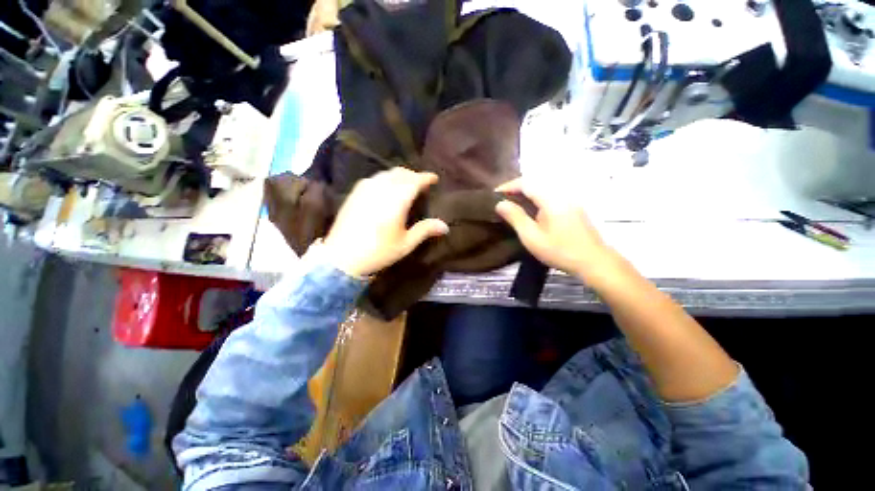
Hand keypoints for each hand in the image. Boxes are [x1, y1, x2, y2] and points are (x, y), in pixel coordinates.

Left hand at [323, 168, 448, 276]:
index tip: (434, 178)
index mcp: (396, 200)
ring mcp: (366, 188)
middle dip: (413, 175)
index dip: (426, 177)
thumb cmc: (378, 252)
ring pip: (387, 173)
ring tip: (406, 184)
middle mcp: (381, 188)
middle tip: (421, 183)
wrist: (342, 257)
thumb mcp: (405, 244)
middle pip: (401, 173)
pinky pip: (374, 178)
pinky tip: (386, 188)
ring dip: (400, 176)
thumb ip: (425, 230)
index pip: (415, 180)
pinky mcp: (355, 193)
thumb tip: (445, 226)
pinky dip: (385, 178)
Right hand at [495, 178, 618, 280]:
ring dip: (527, 193)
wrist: (593, 261)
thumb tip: (500, 203)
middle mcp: (562, 194)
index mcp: (551, 199)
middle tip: (502, 199)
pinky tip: (532, 211)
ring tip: (513, 204)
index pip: (526, 183)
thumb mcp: (532, 237)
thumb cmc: (559, 250)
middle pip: (535, 183)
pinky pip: (551, 196)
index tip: (494, 194)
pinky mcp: (574, 208)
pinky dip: (537, 199)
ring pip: (544, 189)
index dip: (508, 186)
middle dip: (516, 188)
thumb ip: (515, 217)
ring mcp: (570, 200)